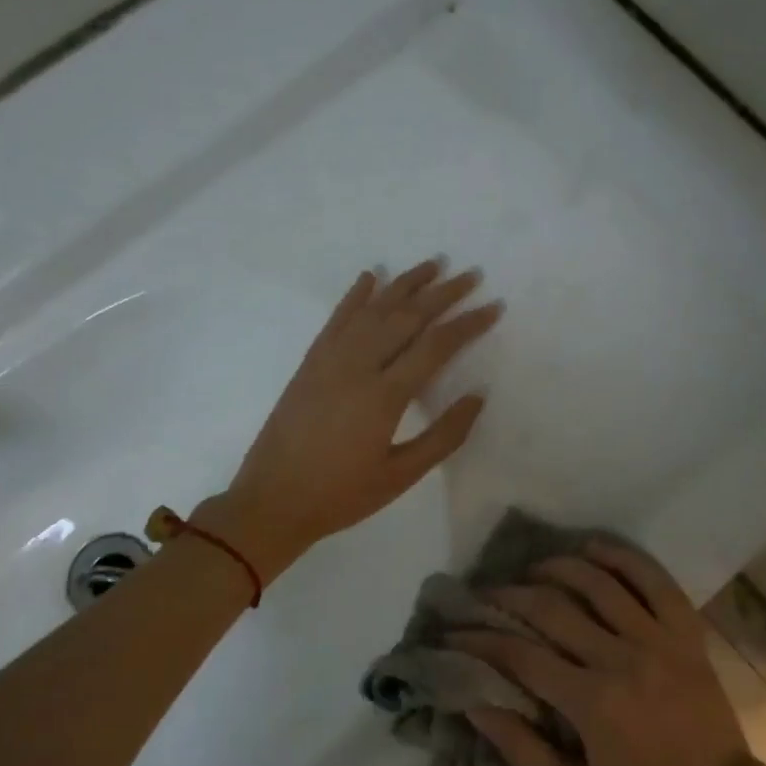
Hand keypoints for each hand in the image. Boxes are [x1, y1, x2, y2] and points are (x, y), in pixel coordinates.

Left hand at [195, 260, 501, 581]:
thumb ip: (443, 436)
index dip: (468, 324)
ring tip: (433, 265)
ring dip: (405, 284)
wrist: (271, 500)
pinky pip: (337, 319)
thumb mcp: (400, 476)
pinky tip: (371, 276)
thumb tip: (477, 396)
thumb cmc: (341, 495)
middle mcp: (357, 366)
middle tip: (471, 275)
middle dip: (443, 293)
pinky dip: (356, 295)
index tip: (494, 307)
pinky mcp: (310, 362)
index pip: (435, 346)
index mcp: (384, 396)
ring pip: (373, 309)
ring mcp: (329, 360)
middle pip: (407, 317)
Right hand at [453, 544, 749, 765]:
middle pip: (554, 609)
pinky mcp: (687, 633)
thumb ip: (523, 751)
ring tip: (532, 570)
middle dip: (509, 597)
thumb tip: (475, 703)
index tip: (454, 632)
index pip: (522, 656)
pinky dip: (622, 557)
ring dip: (558, 567)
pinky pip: (654, 579)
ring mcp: (659, 640)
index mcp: (594, 704)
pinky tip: (593, 548)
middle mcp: (623, 659)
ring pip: (599, 583)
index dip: (480, 641)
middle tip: (485, 595)